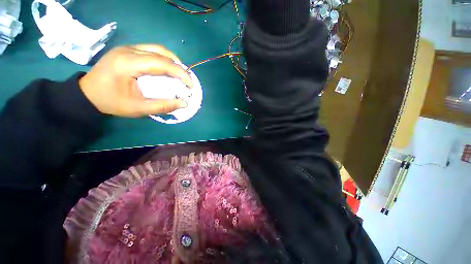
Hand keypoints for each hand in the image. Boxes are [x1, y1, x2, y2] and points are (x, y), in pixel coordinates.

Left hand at [79, 45, 193, 117]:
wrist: (88, 94)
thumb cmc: (112, 102)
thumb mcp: (139, 109)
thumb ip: (163, 106)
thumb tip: (184, 103)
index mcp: (128, 63)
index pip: (161, 63)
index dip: (180, 73)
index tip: (191, 84)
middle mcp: (128, 50)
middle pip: (161, 52)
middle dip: (179, 66)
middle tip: (187, 80)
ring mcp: (127, 48)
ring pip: (157, 49)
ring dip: (172, 61)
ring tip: (180, 74)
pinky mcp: (128, 50)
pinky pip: (151, 50)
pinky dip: (164, 59)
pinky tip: (168, 69)